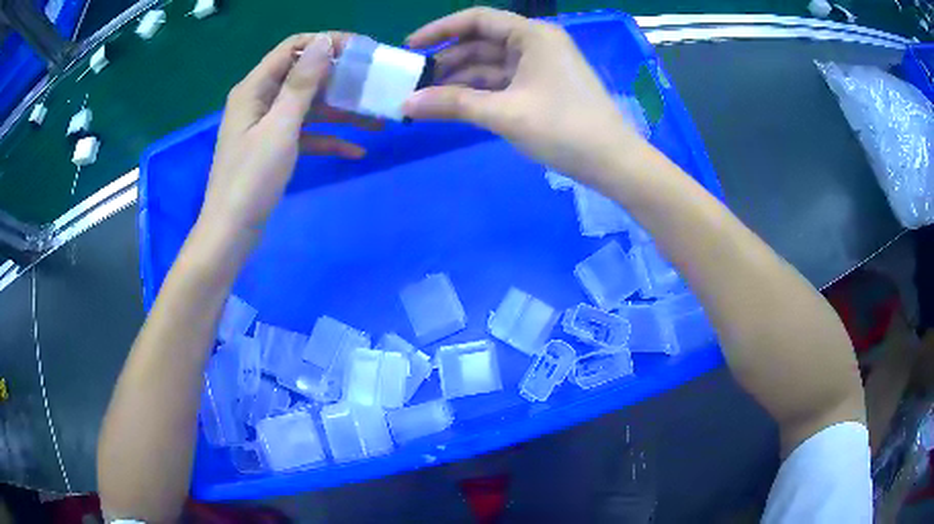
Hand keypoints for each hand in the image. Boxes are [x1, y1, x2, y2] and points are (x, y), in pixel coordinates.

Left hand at [201, 33, 373, 237]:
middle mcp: (260, 100)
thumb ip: (302, 83)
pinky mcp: (274, 148)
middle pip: (304, 77)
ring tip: (378, 122)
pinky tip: (356, 151)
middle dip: (340, 80)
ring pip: (309, 108)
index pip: (293, 48)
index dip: (326, 43)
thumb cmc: (251, 178)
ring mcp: (267, 125)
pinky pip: (305, 134)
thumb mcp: (280, 126)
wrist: (232, 233)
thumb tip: (323, 42)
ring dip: (341, 113)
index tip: (361, 51)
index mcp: (255, 88)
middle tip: (375, 86)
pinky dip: (328, 140)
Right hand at [404, 8, 642, 181]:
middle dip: (448, 60)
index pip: (477, 19)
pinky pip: (503, 82)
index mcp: (532, 35)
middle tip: (413, 81)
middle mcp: (536, 43)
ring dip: (461, 80)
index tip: (410, 47)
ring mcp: (541, 66)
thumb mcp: (505, 113)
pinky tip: (456, 106)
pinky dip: (480, 92)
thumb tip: (406, 103)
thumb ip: (453, 104)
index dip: (440, 29)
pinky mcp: (543, 88)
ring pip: (491, 65)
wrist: (613, 162)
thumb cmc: (564, 128)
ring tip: (426, 98)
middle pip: (481, 42)